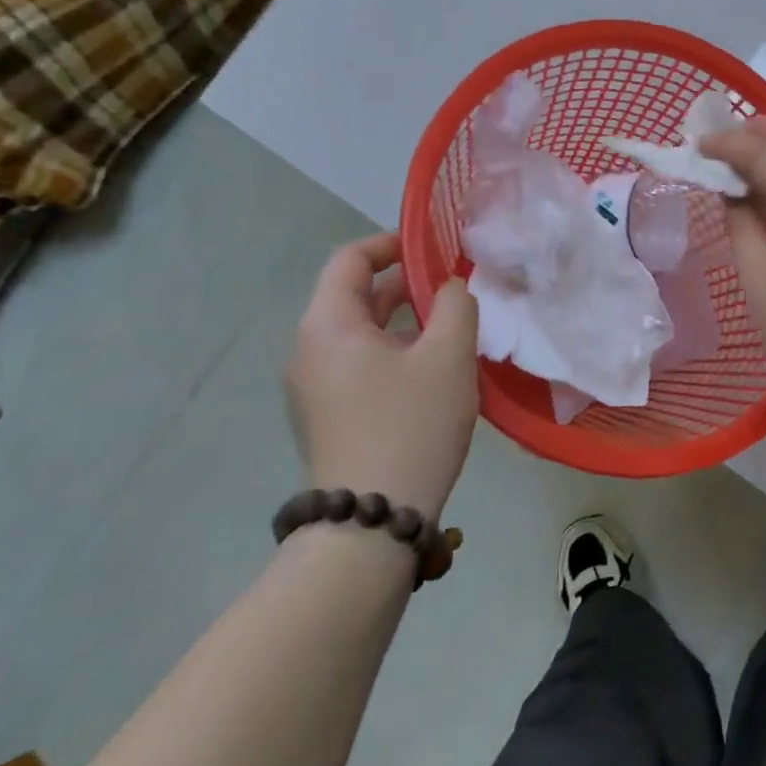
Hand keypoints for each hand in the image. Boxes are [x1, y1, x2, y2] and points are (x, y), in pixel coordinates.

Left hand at [284, 234, 479, 517]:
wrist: (371, 522)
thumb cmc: (410, 425)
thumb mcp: (448, 355)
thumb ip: (456, 305)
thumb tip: (449, 288)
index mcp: (328, 325)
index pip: (351, 259)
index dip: (392, 244)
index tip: (434, 249)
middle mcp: (310, 350)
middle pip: (355, 295)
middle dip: (407, 285)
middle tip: (455, 290)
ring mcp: (313, 387)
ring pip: (361, 333)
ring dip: (405, 322)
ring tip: (452, 330)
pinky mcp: (326, 415)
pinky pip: (359, 364)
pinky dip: (394, 352)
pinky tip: (433, 371)